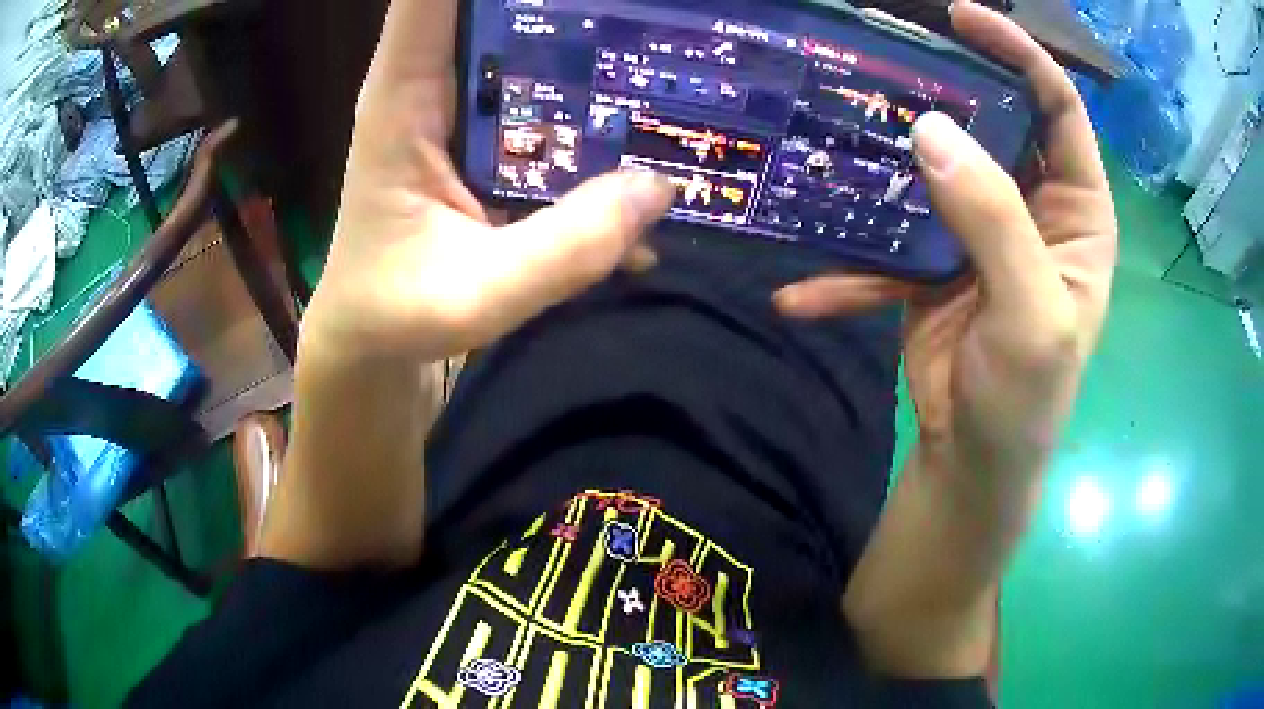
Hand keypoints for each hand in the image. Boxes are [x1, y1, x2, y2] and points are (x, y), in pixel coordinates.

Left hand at [300, 0, 675, 363]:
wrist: (372, 338)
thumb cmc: (395, 313)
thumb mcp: (475, 294)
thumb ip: (564, 248)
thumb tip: (660, 186)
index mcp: (403, 97)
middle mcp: (431, 84)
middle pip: (497, 3)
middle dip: (567, 1)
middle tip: (649, 2)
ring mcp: (461, 107)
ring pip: (526, 41)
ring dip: (586, 33)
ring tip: (660, 38)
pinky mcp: (485, 136)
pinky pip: (542, 93)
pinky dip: (588, 91)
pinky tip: (642, 112)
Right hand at [776, 1, 1117, 485]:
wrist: (973, 464)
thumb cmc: (1026, 400)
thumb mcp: (1030, 317)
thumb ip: (994, 223)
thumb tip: (933, 129)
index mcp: (1076, 214)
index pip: (1058, 109)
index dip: (1018, 54)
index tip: (961, 17)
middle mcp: (1031, 209)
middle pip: (991, 123)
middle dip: (943, 88)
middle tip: (882, 59)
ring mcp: (977, 232)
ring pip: (934, 167)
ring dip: (885, 157)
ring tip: (832, 133)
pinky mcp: (930, 263)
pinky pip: (888, 244)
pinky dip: (847, 269)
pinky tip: (802, 296)